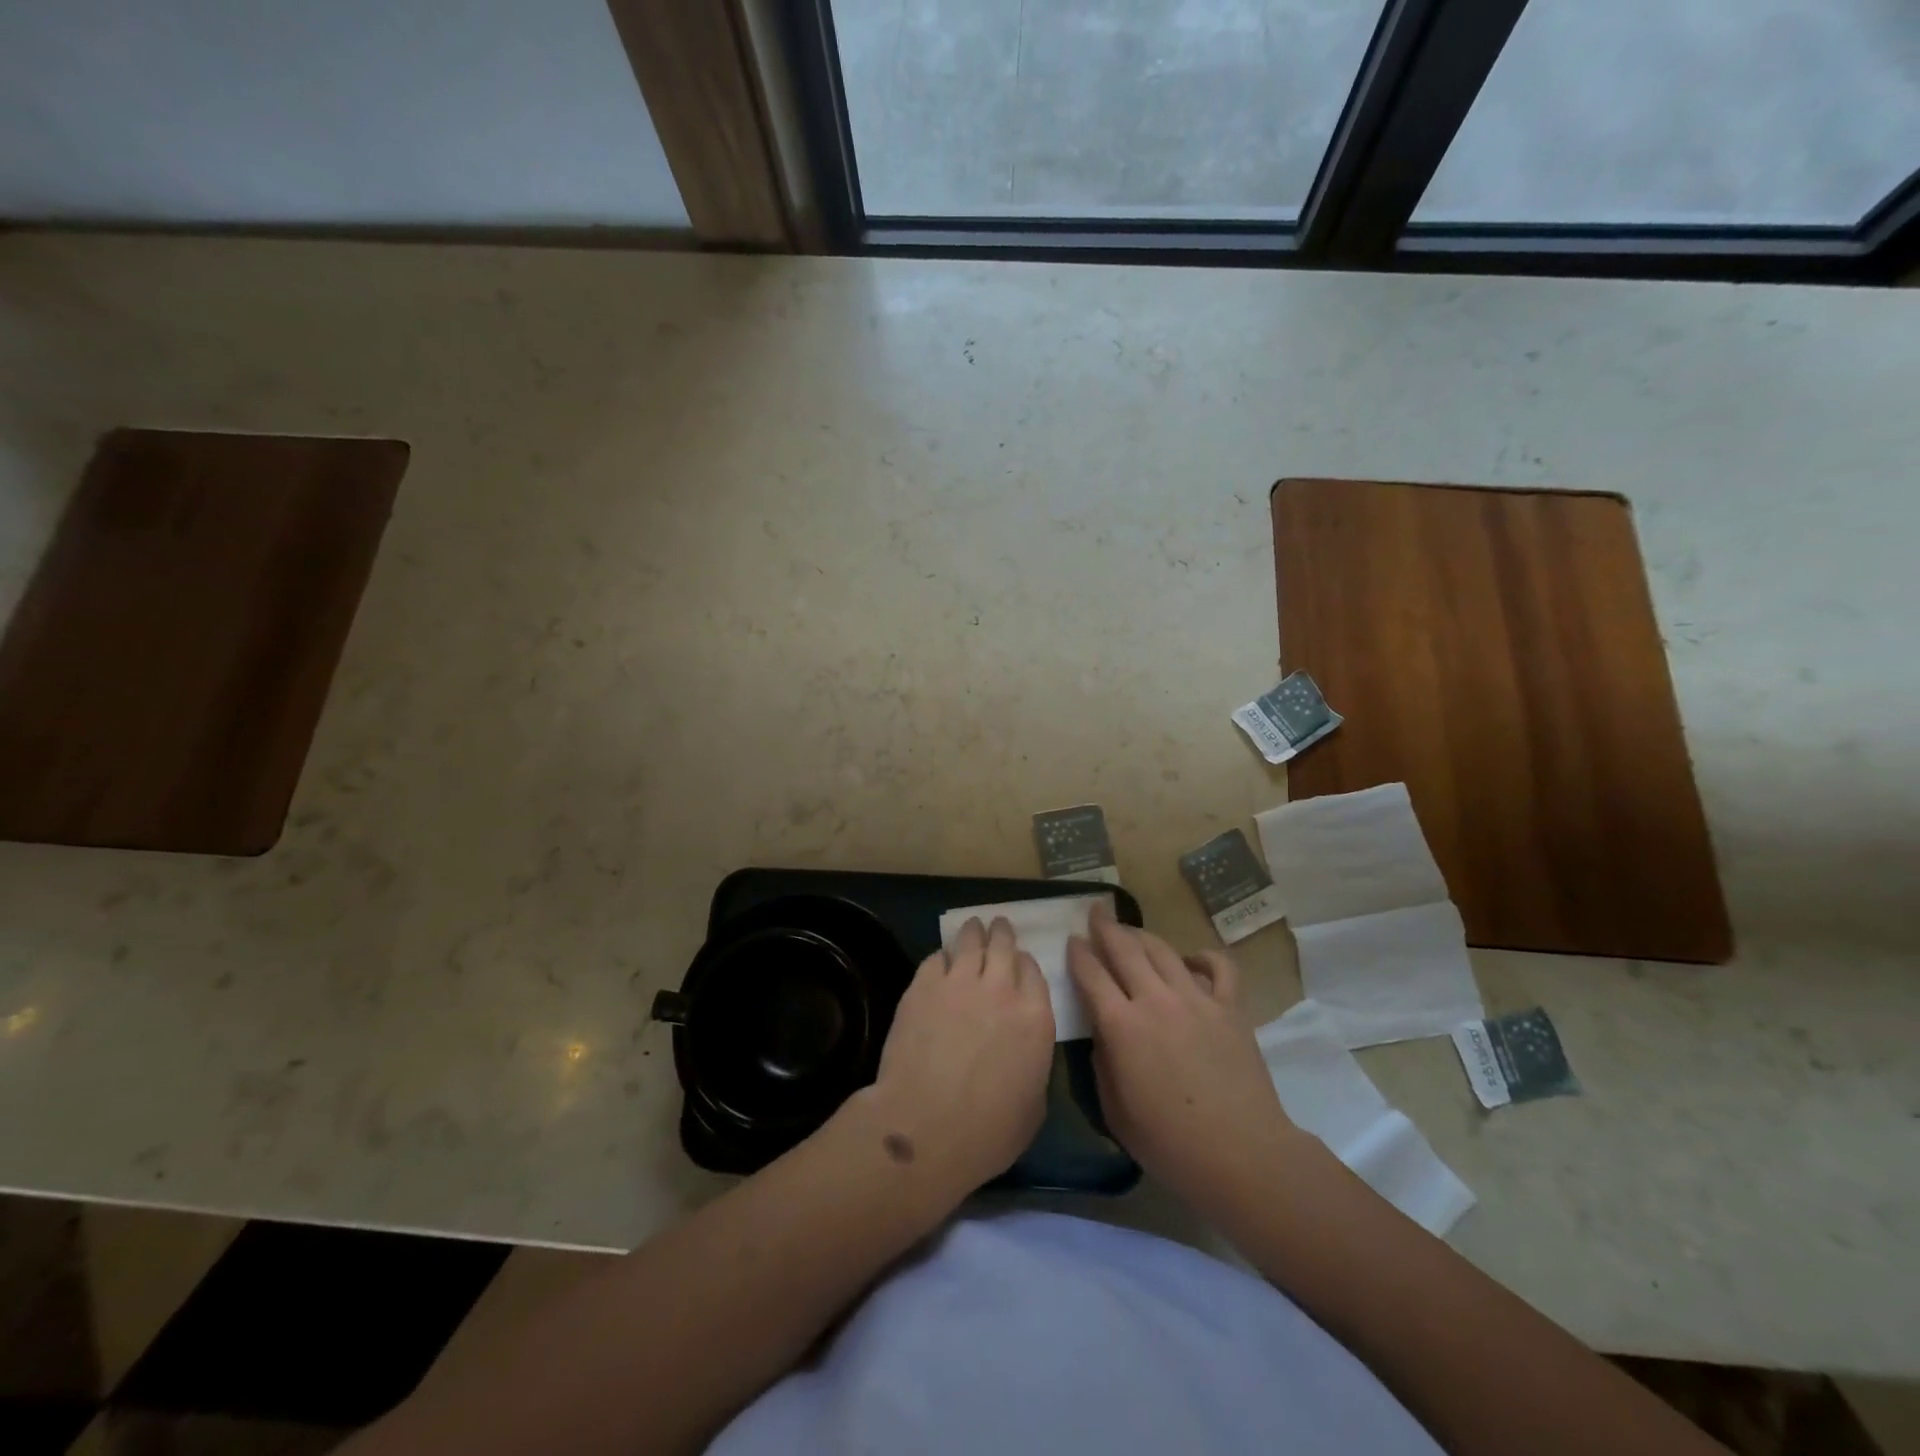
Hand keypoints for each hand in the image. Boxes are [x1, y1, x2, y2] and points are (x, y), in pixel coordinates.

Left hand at [856, 916, 1054, 1201]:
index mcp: (1035, 1018)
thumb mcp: (1034, 1105)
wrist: (926, 1127)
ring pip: (970, 942)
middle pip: (1004, 946)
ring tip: (973, 925)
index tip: (1020, 962)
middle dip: (1002, 933)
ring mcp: (959, 983)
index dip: (1025, 964)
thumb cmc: (988, 1132)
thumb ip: (1033, 1063)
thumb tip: (1024, 1051)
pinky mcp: (923, 986)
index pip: (1034, 972)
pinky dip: (942, 956)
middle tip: (999, 926)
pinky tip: (941, 959)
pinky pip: (936, 958)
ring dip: (974, 932)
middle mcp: (1001, 990)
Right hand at [1068, 905, 1300, 1211]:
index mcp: (1121, 1025)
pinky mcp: (1230, 1007)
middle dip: (1106, 926)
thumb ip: (1102, 1063)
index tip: (1072, 939)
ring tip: (1132, 931)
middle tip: (1096, 912)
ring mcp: (1196, 999)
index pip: (1091, 973)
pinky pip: (1218, 966)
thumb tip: (1104, 1033)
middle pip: (1125, 948)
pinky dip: (1202, 956)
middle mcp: (1155, 1000)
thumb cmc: (1169, 1143)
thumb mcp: (1114, 1110)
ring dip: (1142, 935)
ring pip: (1163, 950)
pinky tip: (1191, 960)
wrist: (1240, 1155)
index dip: (1078, 952)